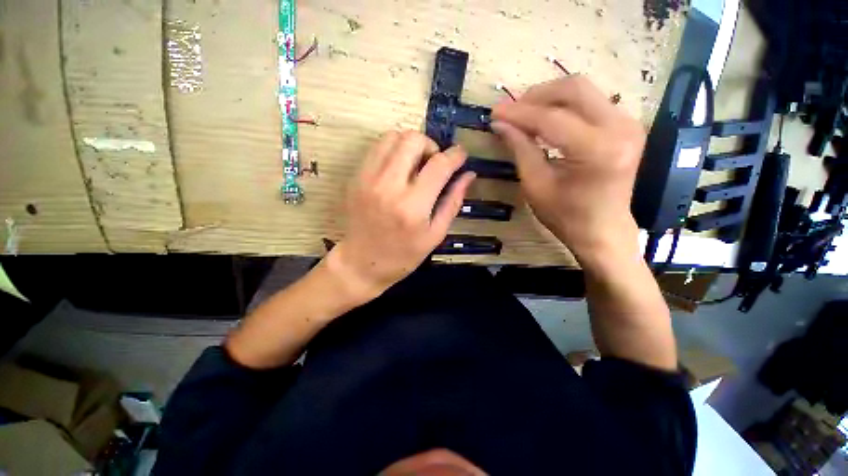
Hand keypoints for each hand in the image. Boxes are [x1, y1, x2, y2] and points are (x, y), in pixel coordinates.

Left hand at [329, 130, 474, 299]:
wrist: (361, 263)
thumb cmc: (403, 256)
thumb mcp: (435, 234)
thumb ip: (453, 202)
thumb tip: (469, 175)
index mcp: (413, 206)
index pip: (439, 165)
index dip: (455, 155)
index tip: (461, 155)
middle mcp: (389, 186)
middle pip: (413, 140)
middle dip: (431, 146)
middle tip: (434, 164)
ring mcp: (368, 179)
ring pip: (392, 136)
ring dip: (410, 145)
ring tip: (416, 165)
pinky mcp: (355, 177)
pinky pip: (377, 148)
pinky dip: (393, 150)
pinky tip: (399, 168)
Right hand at [491, 76, 645, 267]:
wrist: (603, 230)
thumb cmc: (565, 216)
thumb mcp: (536, 185)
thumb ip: (520, 149)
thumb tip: (500, 124)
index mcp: (597, 150)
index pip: (551, 119)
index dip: (519, 113)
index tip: (494, 112)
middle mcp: (620, 127)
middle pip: (574, 89)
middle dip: (536, 96)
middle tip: (510, 111)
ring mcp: (628, 123)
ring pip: (583, 90)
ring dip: (549, 98)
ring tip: (524, 114)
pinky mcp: (626, 125)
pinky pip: (591, 101)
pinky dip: (564, 105)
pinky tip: (546, 119)